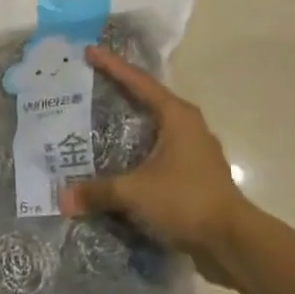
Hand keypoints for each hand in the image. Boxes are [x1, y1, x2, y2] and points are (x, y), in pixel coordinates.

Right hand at [57, 46, 258, 283]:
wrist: (233, 242)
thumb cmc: (186, 200)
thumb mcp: (135, 192)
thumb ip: (97, 191)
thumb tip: (62, 198)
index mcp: (176, 117)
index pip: (139, 82)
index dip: (112, 66)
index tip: (89, 51)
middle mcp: (187, 127)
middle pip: (147, 100)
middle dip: (119, 92)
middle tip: (89, 85)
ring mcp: (193, 152)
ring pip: (153, 129)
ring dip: (128, 126)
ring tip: (96, 123)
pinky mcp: (193, 176)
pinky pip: (157, 155)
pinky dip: (136, 153)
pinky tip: (116, 162)